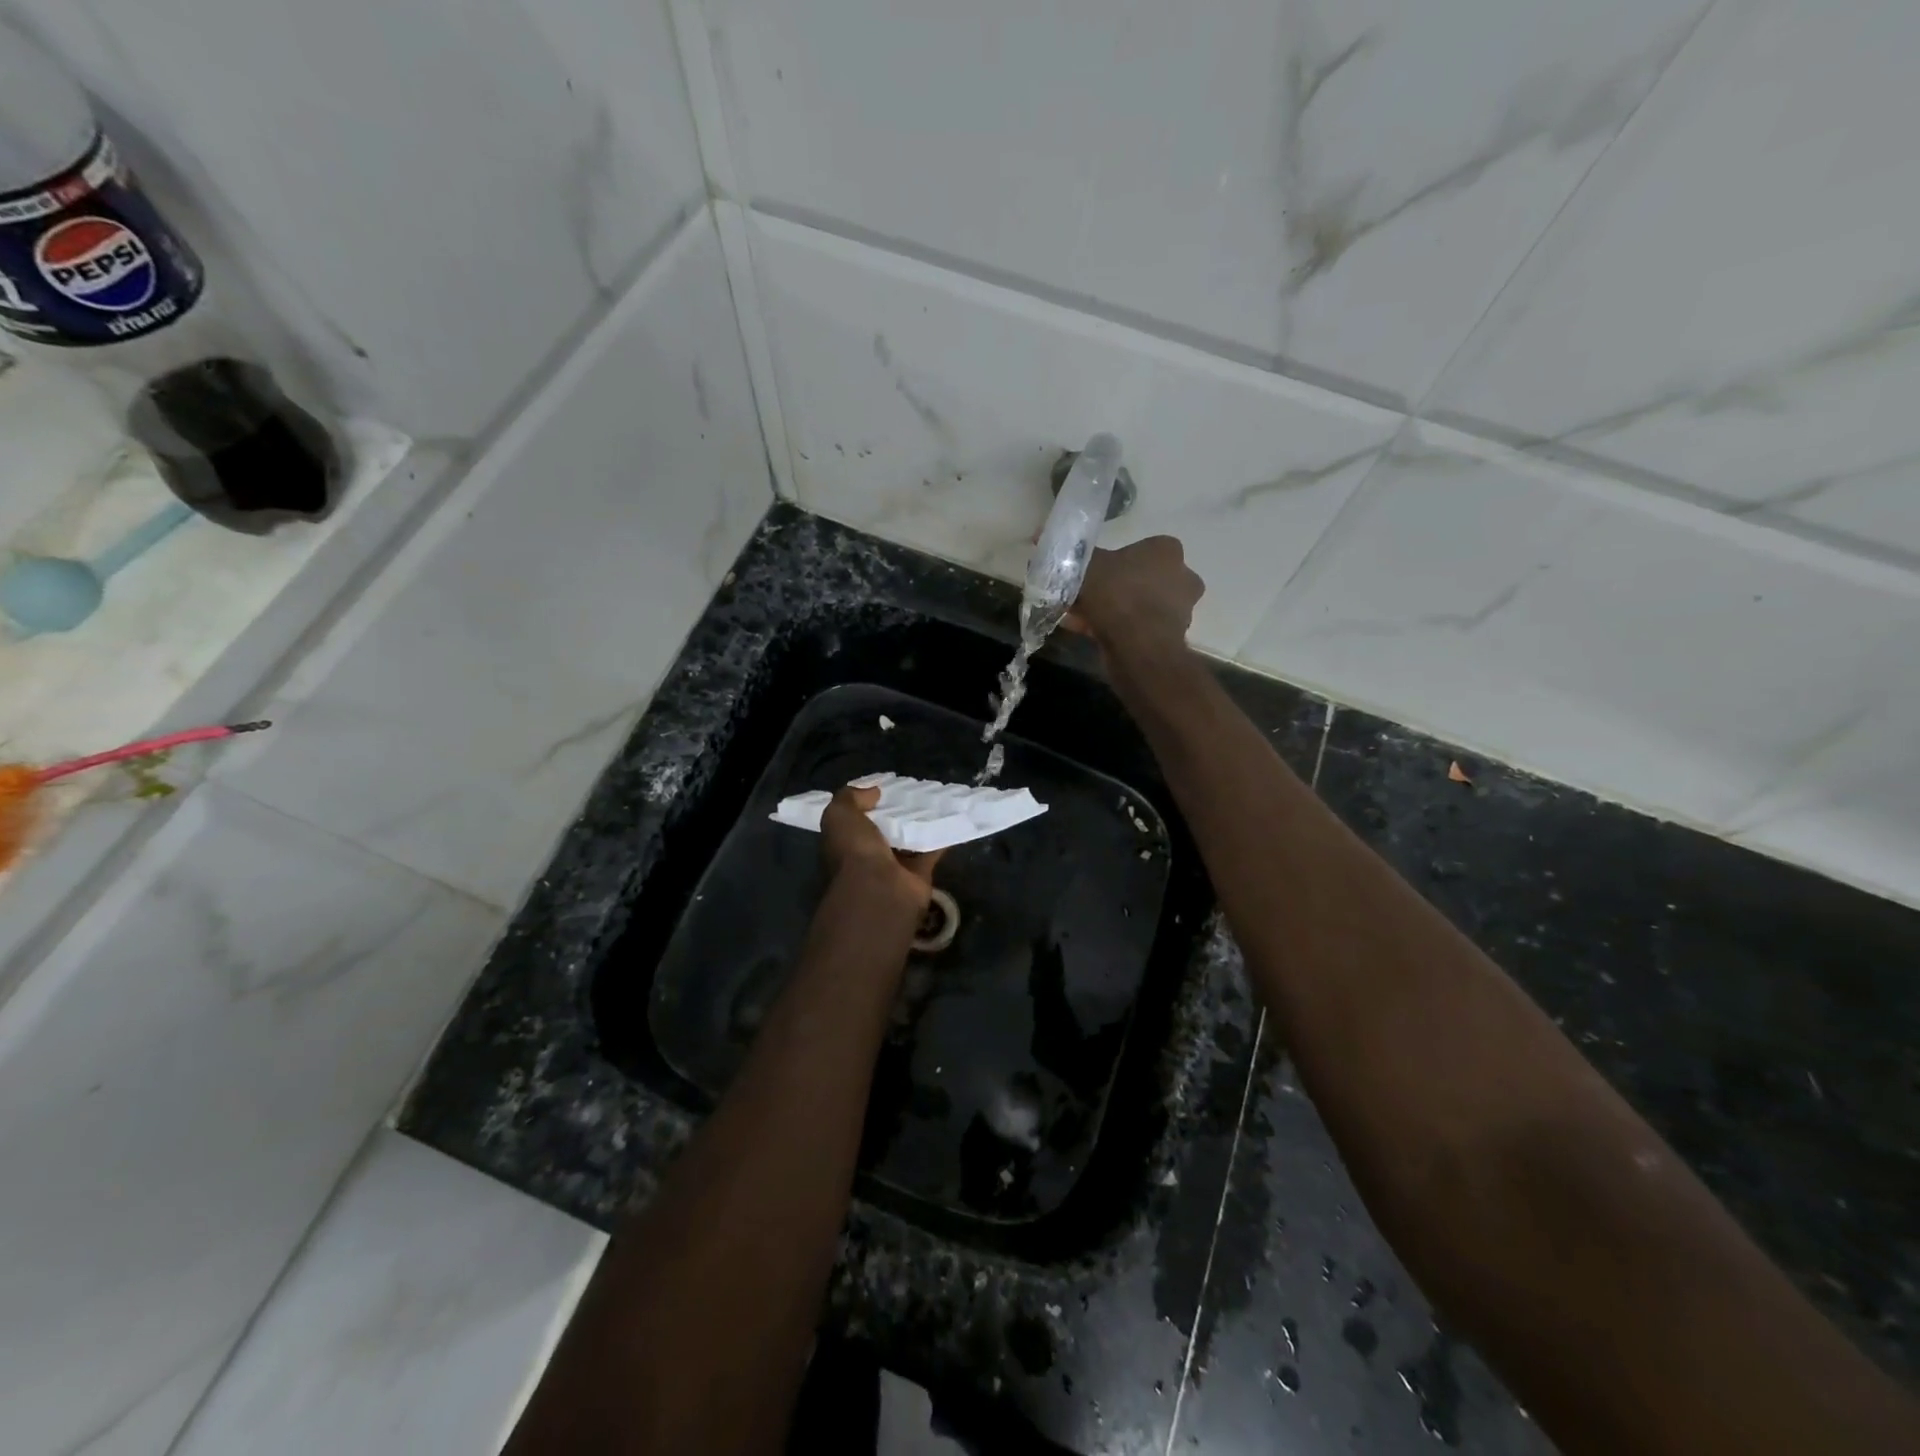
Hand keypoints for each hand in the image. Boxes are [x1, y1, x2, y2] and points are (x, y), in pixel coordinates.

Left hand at [820, 785, 943, 910]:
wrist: (879, 890)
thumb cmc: (854, 850)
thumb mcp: (839, 815)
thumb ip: (850, 798)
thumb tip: (872, 792)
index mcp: (845, 843)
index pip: (856, 820)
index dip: (868, 803)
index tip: (886, 787)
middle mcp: (868, 855)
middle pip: (885, 829)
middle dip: (898, 811)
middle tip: (915, 788)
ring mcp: (894, 867)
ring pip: (909, 839)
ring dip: (921, 822)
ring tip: (936, 797)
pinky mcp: (919, 874)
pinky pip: (931, 851)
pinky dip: (941, 836)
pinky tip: (951, 816)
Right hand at [1063, 536, 1204, 657]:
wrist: (1138, 647)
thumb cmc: (1117, 595)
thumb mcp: (1085, 566)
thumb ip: (1072, 554)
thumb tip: (1046, 537)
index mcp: (1167, 550)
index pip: (1139, 549)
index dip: (1111, 561)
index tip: (1091, 573)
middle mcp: (1182, 576)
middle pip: (1137, 578)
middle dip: (1110, 588)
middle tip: (1083, 597)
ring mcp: (1180, 609)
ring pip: (1136, 605)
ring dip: (1112, 610)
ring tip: (1079, 618)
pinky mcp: (1171, 637)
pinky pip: (1137, 626)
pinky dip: (1116, 628)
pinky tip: (1088, 633)